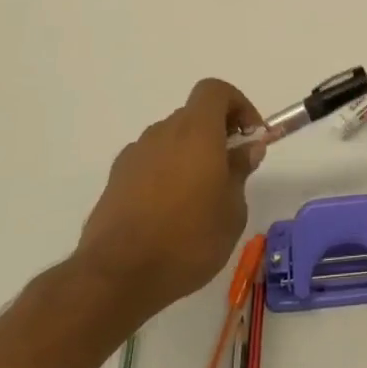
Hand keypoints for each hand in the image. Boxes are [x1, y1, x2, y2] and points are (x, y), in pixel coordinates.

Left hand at [73, 79, 265, 326]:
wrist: (117, 276)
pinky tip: (169, 213)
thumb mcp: (232, 211)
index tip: (250, 137)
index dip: (238, 105)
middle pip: (194, 116)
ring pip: (171, 140)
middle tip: (231, 170)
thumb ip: (240, 172)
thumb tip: (246, 149)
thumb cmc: (188, 239)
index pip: (215, 91)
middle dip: (217, 134)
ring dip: (190, 155)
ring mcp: (135, 155)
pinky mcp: (116, 179)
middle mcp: (163, 133)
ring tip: (200, 199)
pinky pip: (150, 163)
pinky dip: (165, 173)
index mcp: (196, 132)